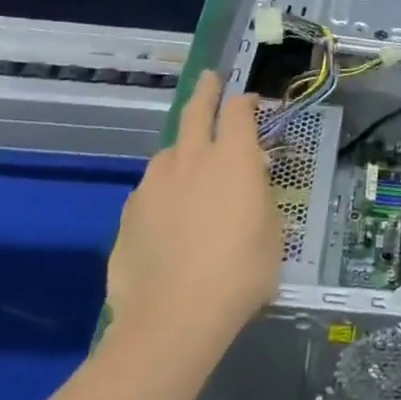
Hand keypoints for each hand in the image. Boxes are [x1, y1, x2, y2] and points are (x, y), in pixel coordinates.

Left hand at [107, 72, 282, 353]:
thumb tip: (249, 182)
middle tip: (210, 79)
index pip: (239, 111)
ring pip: (168, 153)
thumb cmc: (240, 273)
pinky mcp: (128, 215)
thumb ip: (260, 197)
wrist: (173, 320)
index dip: (246, 102)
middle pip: (196, 111)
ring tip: (189, 168)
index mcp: (232, 157)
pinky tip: (166, 216)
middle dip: (206, 91)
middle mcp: (191, 158)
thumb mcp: (272, 233)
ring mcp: (154, 185)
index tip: (250, 102)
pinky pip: (149, 191)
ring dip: (182, 150)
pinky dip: (162, 192)